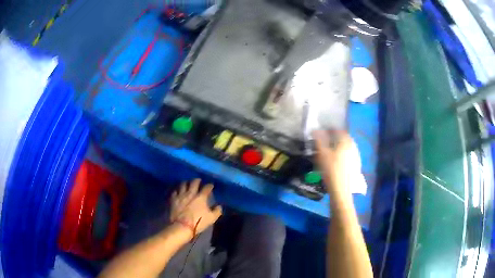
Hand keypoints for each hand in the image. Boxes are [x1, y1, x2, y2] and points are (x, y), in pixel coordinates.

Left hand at [169, 179, 221, 236]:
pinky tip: (178, 191)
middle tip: (198, 181)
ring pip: (183, 184)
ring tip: (187, 183)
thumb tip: (219, 206)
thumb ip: (217, 211)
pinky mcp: (173, 199)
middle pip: (194, 182)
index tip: (211, 185)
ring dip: (186, 183)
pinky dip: (177, 190)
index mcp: (201, 197)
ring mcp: (181, 195)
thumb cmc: (198, 222)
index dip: (209, 185)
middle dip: (197, 180)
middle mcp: (191, 193)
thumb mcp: (211, 218)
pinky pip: (175, 191)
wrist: (181, 226)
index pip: (207, 187)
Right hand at [313, 130, 356, 194]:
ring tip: (330, 152)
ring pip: (346, 147)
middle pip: (343, 138)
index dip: (329, 130)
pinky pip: (348, 155)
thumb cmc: (331, 170)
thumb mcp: (322, 154)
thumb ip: (319, 140)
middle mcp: (353, 146)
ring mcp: (356, 156)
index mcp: (346, 141)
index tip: (321, 133)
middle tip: (325, 142)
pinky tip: (336, 161)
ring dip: (338, 147)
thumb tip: (315, 130)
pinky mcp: (356, 165)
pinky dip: (342, 155)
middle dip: (334, 138)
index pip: (338, 130)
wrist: (341, 190)